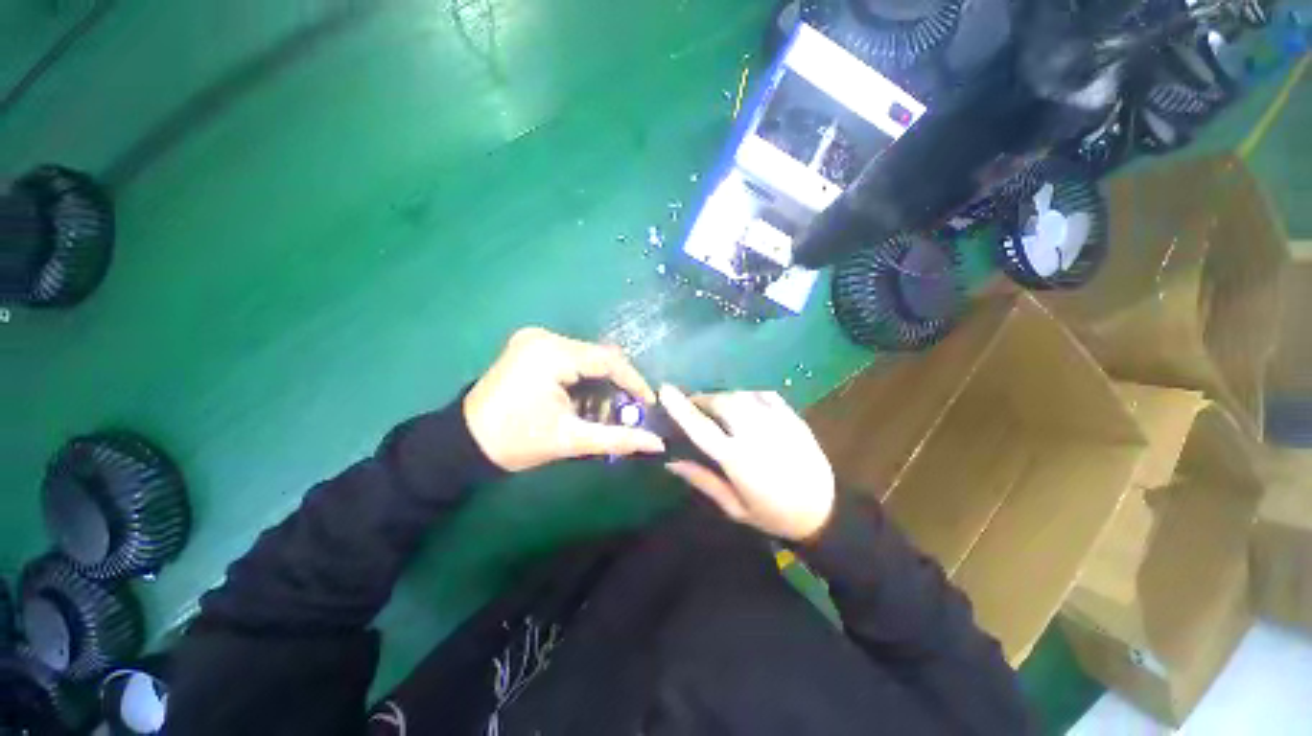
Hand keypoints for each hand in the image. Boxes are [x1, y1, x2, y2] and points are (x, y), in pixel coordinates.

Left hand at [464, 328, 664, 471]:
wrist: (463, 444)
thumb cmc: (515, 442)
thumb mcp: (570, 440)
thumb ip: (617, 438)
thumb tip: (658, 443)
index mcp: (551, 354)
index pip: (608, 360)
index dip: (634, 382)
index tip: (649, 403)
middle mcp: (544, 337)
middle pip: (598, 357)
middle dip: (615, 385)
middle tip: (626, 411)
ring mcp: (535, 339)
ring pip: (586, 357)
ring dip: (600, 382)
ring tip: (603, 410)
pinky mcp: (530, 346)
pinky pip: (571, 357)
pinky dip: (583, 378)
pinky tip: (583, 399)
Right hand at [660, 385, 835, 540]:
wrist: (825, 512)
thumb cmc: (774, 515)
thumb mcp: (734, 507)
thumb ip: (703, 480)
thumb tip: (671, 461)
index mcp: (737, 459)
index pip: (701, 427)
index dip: (680, 407)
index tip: (664, 390)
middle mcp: (755, 434)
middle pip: (721, 402)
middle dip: (704, 400)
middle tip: (696, 407)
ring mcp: (777, 422)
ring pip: (742, 395)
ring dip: (725, 397)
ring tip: (720, 407)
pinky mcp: (793, 417)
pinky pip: (765, 394)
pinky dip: (749, 395)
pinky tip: (746, 405)